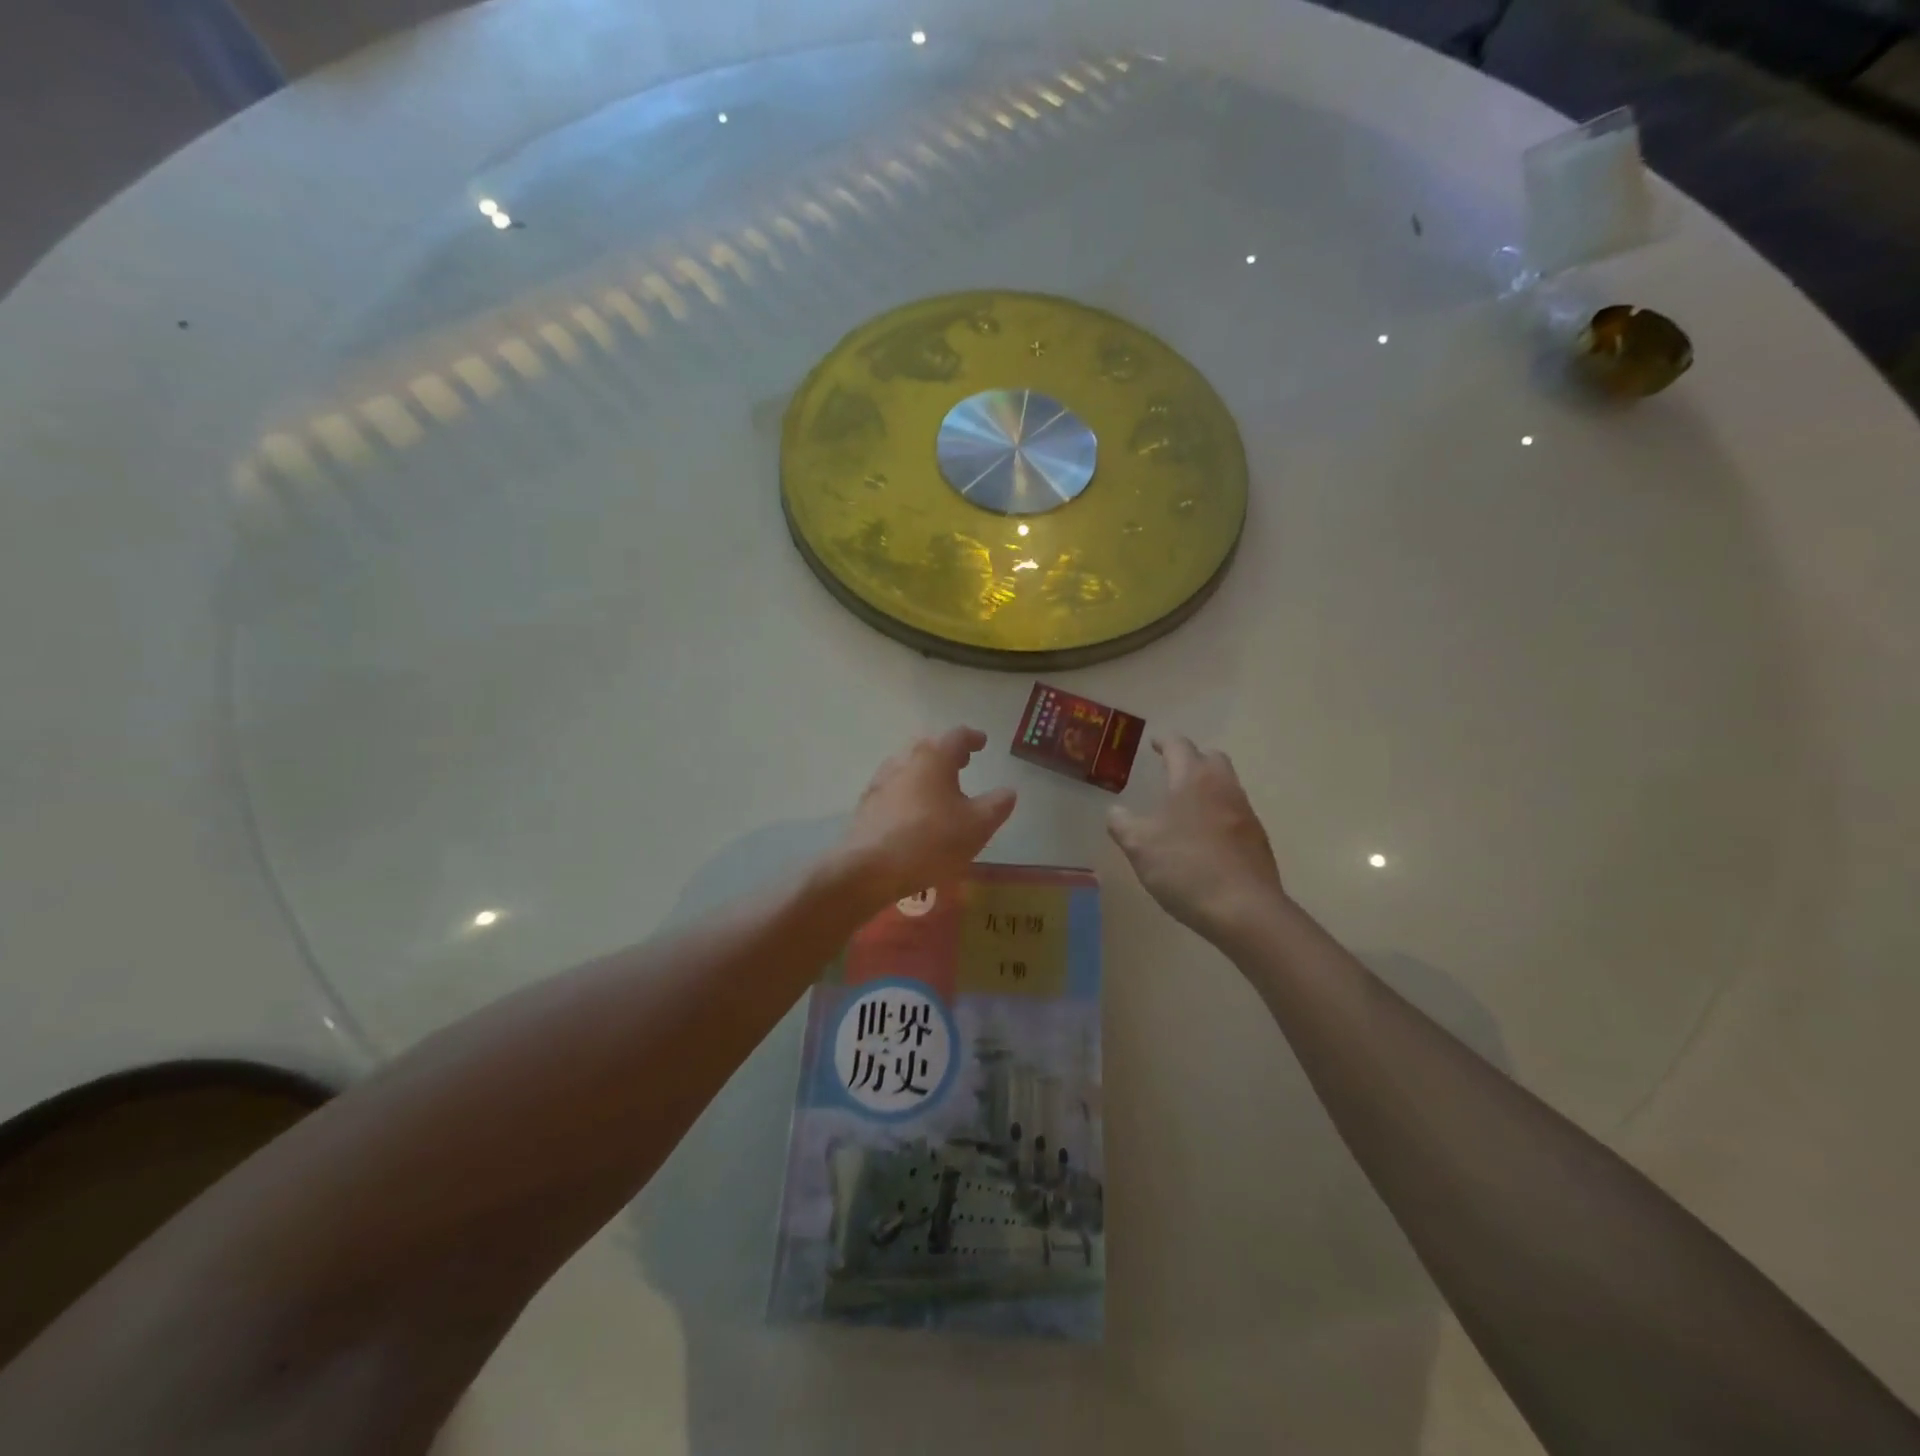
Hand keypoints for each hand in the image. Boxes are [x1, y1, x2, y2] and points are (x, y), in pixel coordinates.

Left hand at [831, 728, 1017, 908]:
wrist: (869, 869)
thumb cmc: (931, 841)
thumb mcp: (977, 826)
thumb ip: (997, 805)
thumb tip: (1007, 791)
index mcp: (933, 757)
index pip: (957, 736)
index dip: (973, 738)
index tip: (982, 743)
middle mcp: (904, 759)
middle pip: (929, 747)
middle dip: (948, 752)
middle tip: (964, 762)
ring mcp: (881, 780)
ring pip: (909, 766)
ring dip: (927, 771)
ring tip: (941, 788)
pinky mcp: (867, 803)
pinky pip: (895, 787)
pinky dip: (910, 790)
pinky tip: (915, 811)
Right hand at [1107, 737, 1284, 937]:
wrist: (1244, 909)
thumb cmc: (1185, 866)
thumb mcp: (1138, 845)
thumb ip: (1122, 823)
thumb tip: (1115, 811)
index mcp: (1193, 779)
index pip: (1179, 746)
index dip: (1164, 742)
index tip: (1154, 744)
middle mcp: (1224, 787)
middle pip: (1211, 758)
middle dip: (1192, 758)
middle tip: (1171, 770)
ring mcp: (1246, 813)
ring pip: (1226, 785)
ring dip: (1206, 786)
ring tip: (1184, 806)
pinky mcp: (1257, 839)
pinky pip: (1234, 813)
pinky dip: (1217, 814)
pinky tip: (1203, 838)